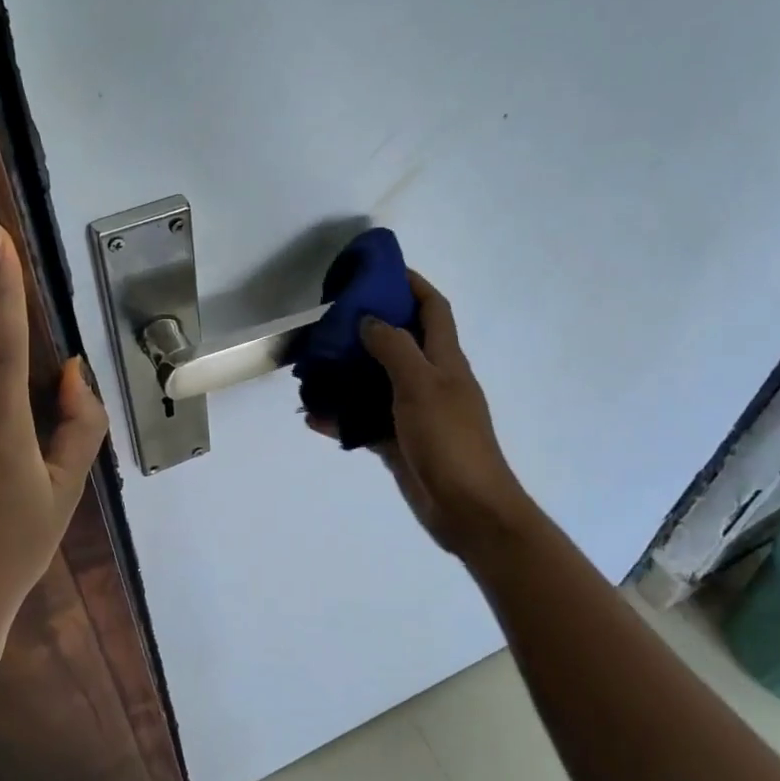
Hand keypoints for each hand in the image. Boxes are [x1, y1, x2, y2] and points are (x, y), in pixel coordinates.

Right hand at [320, 272, 534, 558]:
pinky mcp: (399, 442)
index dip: (413, 284)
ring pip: (376, 382)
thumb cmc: (449, 439)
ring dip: (347, 374)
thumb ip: (394, 348)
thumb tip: (369, 320)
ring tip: (312, 367)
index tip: (380, 271)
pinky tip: (313, 416)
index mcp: (445, 360)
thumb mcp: (421, 385)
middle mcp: (431, 380)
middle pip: (399, 343)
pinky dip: (342, 418)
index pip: (433, 309)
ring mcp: (414, 413)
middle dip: (368, 328)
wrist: (467, 509)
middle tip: (330, 322)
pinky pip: (365, 422)